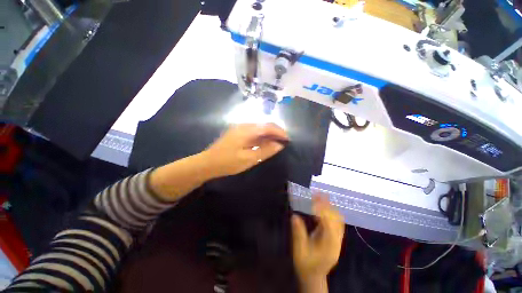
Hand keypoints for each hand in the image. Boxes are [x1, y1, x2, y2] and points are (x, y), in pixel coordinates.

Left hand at [202, 123, 288, 178]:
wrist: (208, 163)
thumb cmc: (228, 162)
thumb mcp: (249, 159)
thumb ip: (265, 151)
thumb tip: (279, 145)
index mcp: (247, 130)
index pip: (268, 127)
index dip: (280, 132)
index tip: (288, 139)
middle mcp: (244, 125)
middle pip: (264, 125)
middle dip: (276, 132)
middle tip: (284, 141)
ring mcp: (240, 128)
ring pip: (259, 128)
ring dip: (269, 134)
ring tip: (277, 142)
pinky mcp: (238, 132)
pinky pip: (254, 132)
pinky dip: (262, 136)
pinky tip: (265, 142)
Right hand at [292, 194, 344, 291]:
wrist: (314, 277)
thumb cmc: (305, 265)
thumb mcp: (299, 251)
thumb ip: (298, 234)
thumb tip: (294, 216)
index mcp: (328, 245)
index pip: (328, 223)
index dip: (322, 209)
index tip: (313, 198)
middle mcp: (336, 241)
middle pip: (336, 219)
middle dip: (327, 205)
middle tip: (316, 193)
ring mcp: (338, 240)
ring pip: (338, 219)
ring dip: (330, 207)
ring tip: (321, 196)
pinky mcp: (336, 238)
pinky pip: (337, 222)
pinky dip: (331, 212)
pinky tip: (323, 207)